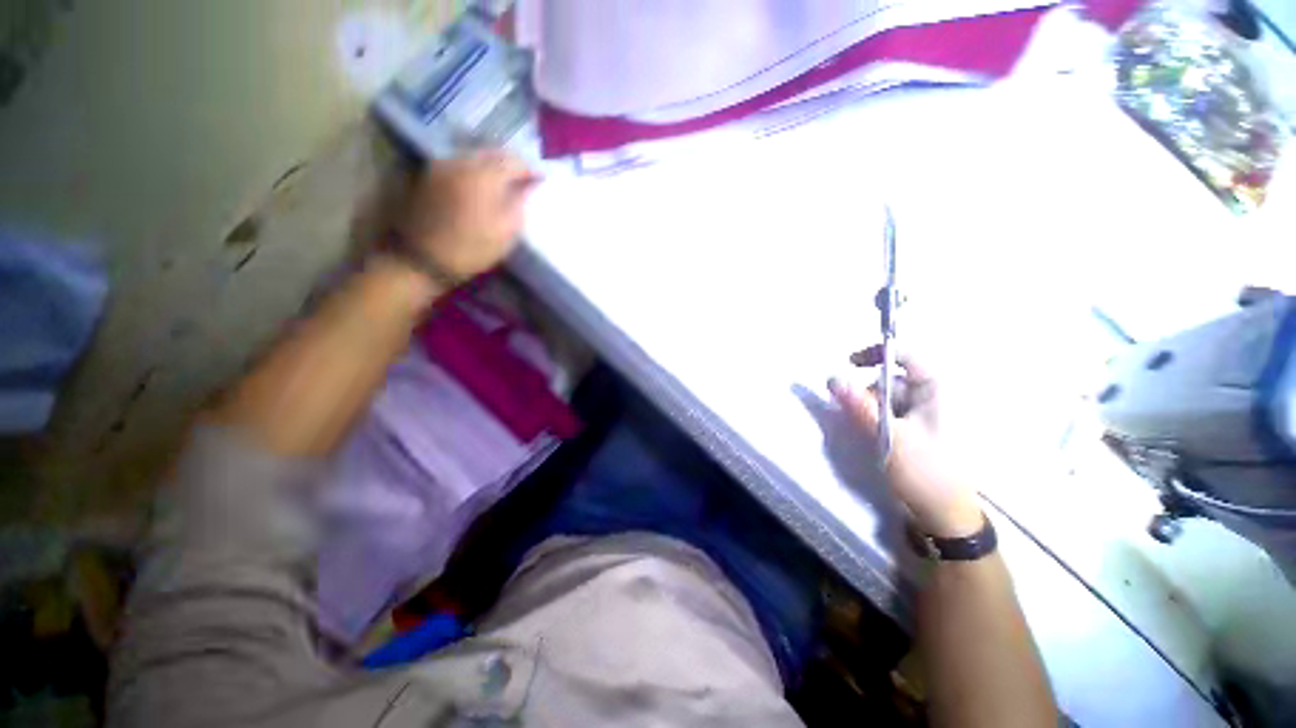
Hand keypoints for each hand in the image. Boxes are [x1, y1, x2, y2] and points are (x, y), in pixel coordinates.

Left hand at [398, 151, 538, 278]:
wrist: (421, 259)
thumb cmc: (471, 249)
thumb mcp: (506, 232)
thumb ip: (520, 204)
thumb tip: (530, 186)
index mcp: (484, 175)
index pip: (514, 161)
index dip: (530, 169)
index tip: (541, 179)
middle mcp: (461, 161)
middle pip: (491, 153)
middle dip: (510, 164)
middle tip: (523, 179)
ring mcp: (440, 166)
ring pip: (473, 156)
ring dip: (490, 166)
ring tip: (501, 182)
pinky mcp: (427, 175)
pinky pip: (457, 164)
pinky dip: (473, 170)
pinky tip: (477, 185)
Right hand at [829, 347, 983, 537]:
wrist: (944, 515)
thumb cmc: (925, 472)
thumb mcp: (889, 436)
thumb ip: (860, 406)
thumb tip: (832, 378)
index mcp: (936, 392)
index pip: (906, 356)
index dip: (877, 353)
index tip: (848, 363)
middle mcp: (930, 398)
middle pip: (889, 379)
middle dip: (868, 392)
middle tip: (857, 414)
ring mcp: (922, 416)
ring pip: (885, 398)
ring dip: (869, 409)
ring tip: (869, 433)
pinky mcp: (913, 431)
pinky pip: (887, 414)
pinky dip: (874, 420)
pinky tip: (874, 438)